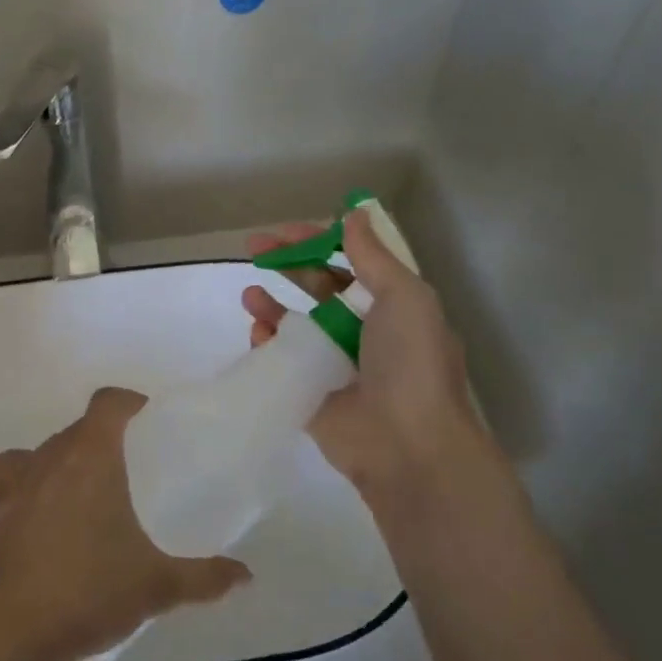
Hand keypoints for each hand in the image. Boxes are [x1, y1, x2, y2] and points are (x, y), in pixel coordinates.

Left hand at [0, 388, 250, 660]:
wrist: (3, 631)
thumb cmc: (86, 592)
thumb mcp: (155, 587)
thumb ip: (204, 578)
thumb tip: (246, 577)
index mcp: (92, 455)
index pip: (109, 402)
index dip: (130, 404)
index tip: (149, 424)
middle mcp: (50, 455)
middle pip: (80, 429)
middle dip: (104, 443)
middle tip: (129, 475)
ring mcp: (14, 480)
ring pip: (44, 451)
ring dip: (65, 463)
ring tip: (84, 496)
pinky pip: (7, 476)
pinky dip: (23, 483)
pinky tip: (35, 511)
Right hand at [243, 211, 495, 513]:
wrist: (409, 446)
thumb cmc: (411, 363)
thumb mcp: (405, 297)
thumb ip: (373, 256)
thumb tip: (354, 213)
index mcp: (393, 306)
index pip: (351, 262)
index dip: (319, 242)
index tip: (286, 231)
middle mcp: (364, 331)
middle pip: (319, 287)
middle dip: (288, 264)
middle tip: (253, 248)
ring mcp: (336, 364)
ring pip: (297, 324)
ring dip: (272, 304)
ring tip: (250, 294)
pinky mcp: (312, 394)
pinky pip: (284, 361)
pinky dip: (268, 344)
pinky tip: (258, 333)